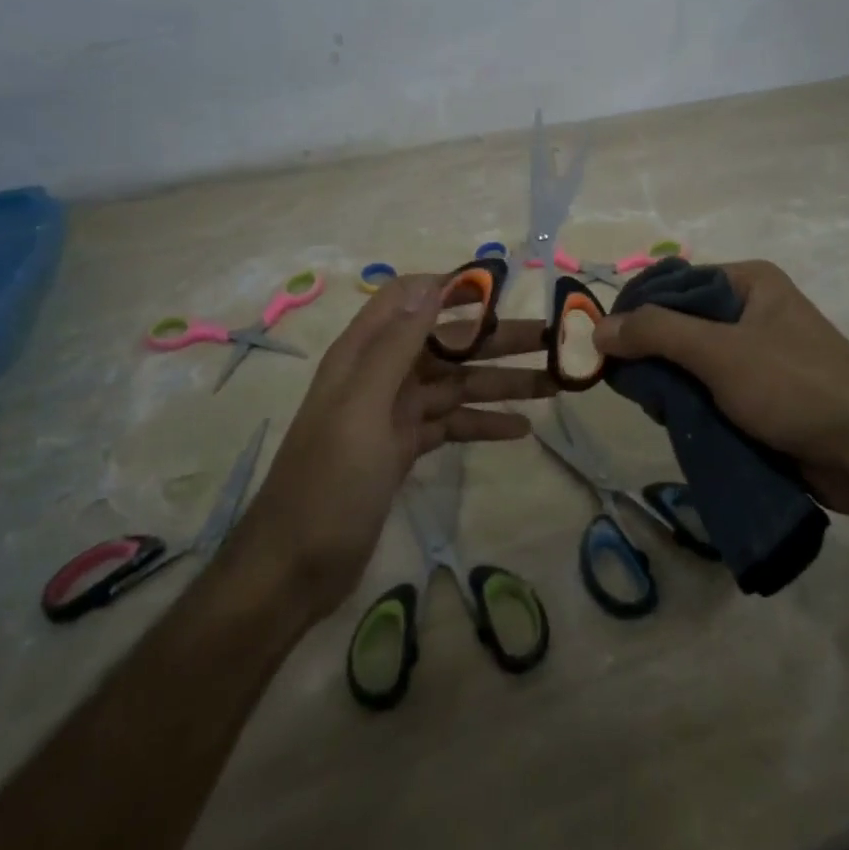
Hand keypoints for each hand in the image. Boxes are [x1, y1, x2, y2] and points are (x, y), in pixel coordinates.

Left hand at [234, 274, 555, 620]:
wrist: (294, 566)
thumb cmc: (328, 480)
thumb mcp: (363, 406)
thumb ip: (397, 344)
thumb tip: (432, 283)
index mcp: (364, 353)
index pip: (410, 298)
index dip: (452, 288)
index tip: (503, 290)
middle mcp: (381, 374)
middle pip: (446, 343)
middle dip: (497, 339)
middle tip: (552, 340)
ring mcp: (394, 413)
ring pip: (456, 385)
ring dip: (502, 382)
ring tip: (554, 384)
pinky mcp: (404, 448)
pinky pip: (452, 423)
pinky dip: (483, 423)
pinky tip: (521, 429)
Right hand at [592, 260, 848, 517]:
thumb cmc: (794, 386)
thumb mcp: (719, 352)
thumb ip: (656, 333)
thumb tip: (598, 327)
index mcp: (749, 283)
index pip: (675, 283)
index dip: (638, 308)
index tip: (605, 340)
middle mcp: (754, 310)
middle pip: (682, 322)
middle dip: (652, 351)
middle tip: (623, 379)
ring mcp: (761, 354)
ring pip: (694, 361)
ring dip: (671, 382)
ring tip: (649, 404)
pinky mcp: (764, 395)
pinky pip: (713, 390)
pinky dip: (692, 403)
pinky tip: (673, 420)